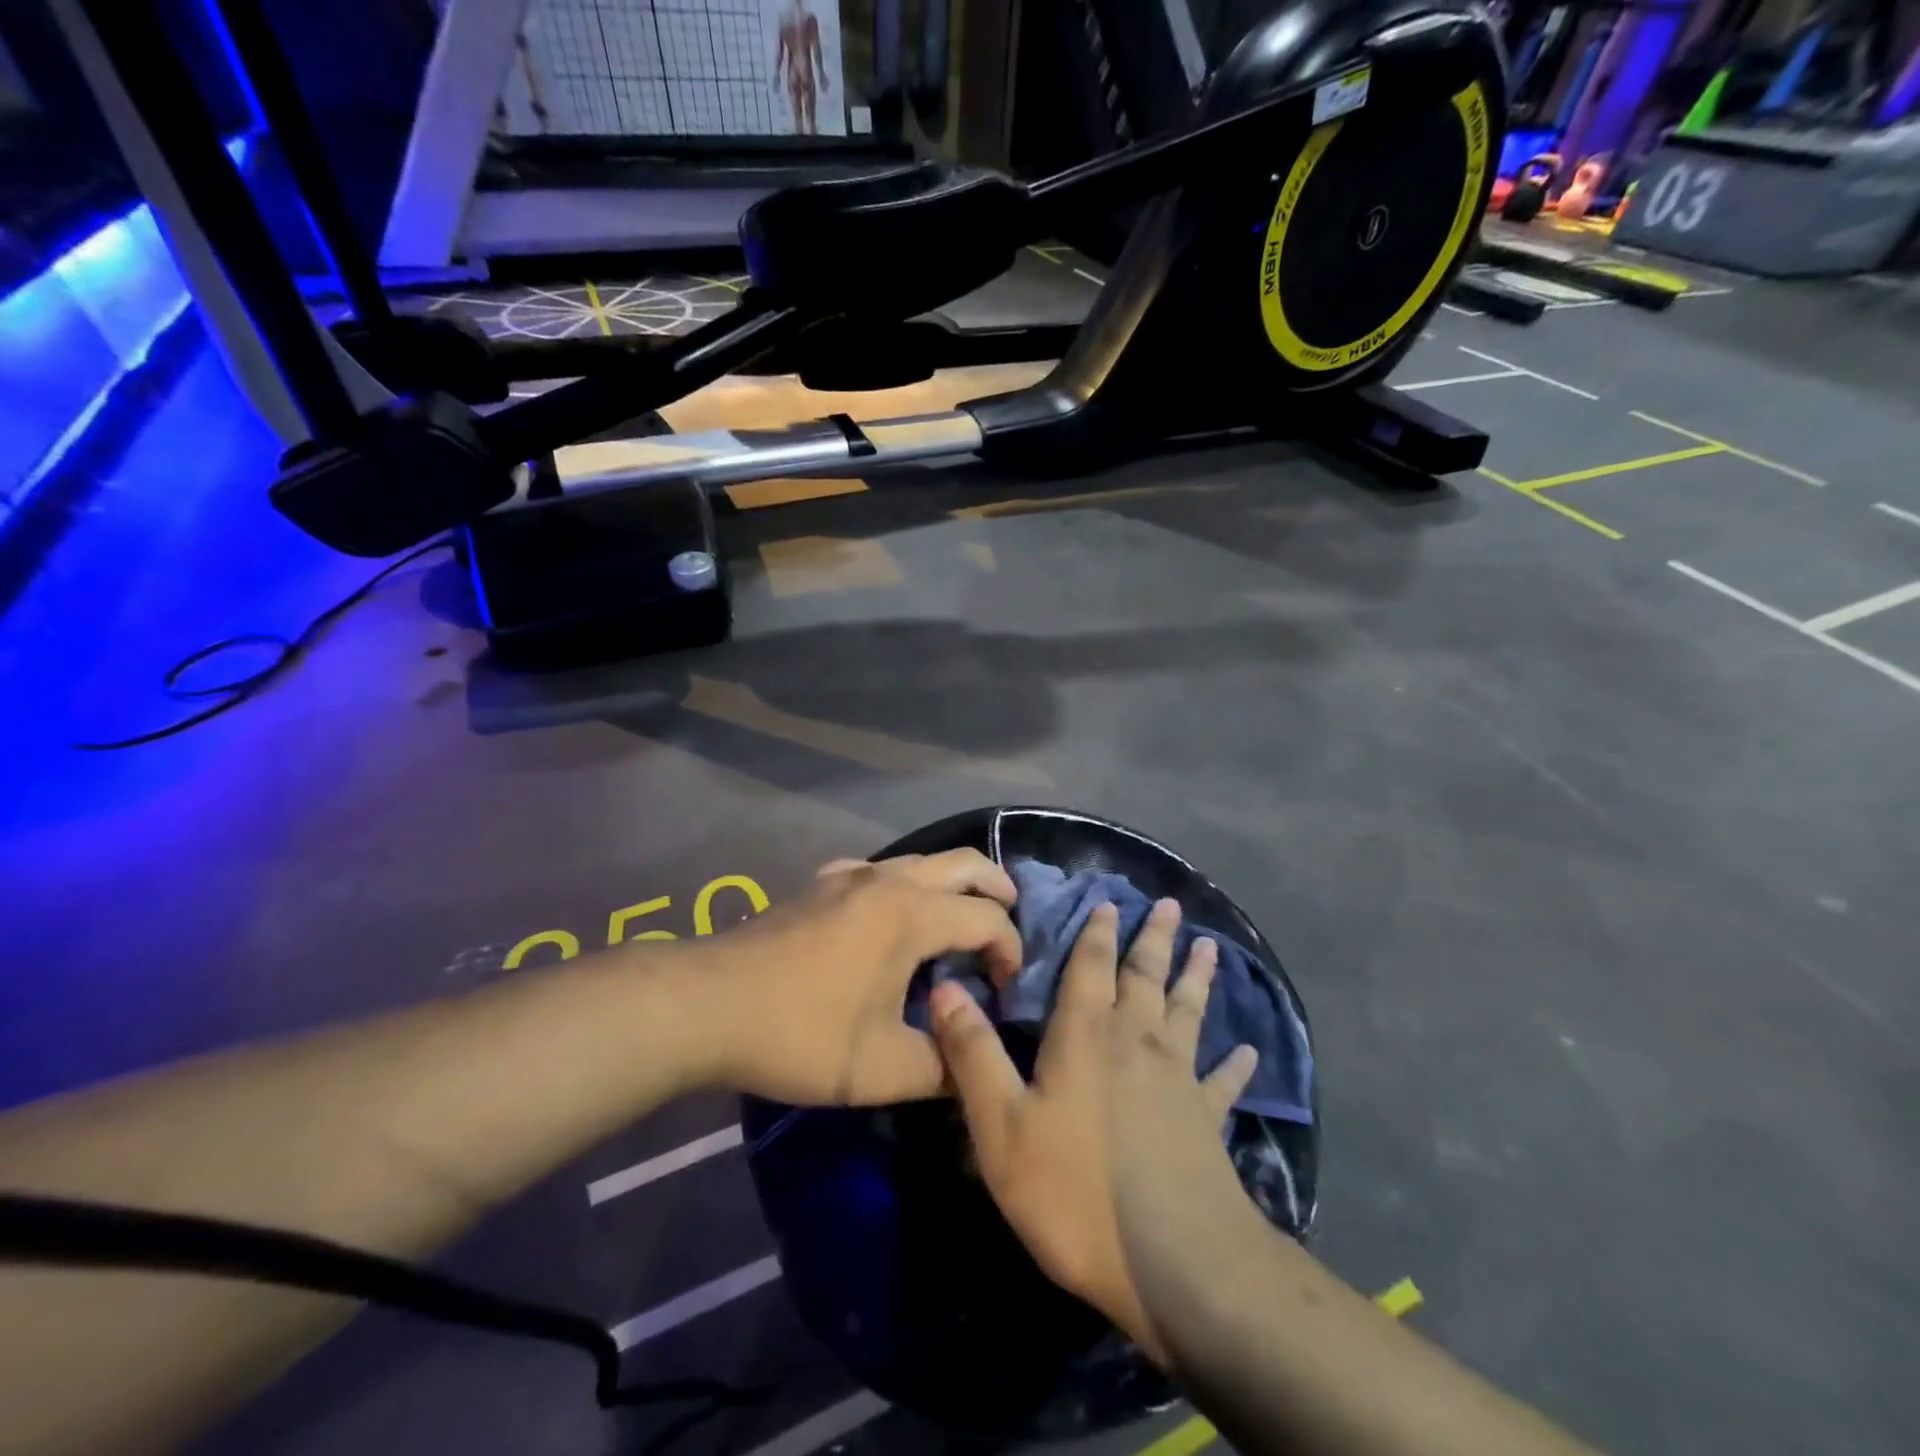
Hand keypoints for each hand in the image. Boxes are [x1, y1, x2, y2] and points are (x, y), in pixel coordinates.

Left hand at [693, 850, 1019, 1105]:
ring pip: (920, 860)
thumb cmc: (801, 1033)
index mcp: (913, 915)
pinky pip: (875, 870)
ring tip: (958, 919)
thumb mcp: (882, 1069)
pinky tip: (886, 914)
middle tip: (1010, 920)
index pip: (988, 919)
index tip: (1006, 989)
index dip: (1010, 950)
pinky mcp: (819, 885)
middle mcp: (889, 882)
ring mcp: (849, 877)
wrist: (706, 1005)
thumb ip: (943, 1068)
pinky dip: (900, 883)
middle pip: (964, 863)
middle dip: (998, 888)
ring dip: (951, 883)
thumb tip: (971, 1065)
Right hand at [929, 898, 1256, 1357]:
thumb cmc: (1077, 1193)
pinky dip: (1234, 1065)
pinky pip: (1223, 1082)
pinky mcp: (1207, 1121)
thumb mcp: (1002, 1127)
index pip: (1090, 967)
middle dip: (1153, 938)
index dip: (1097, 932)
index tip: (1109, 901)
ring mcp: (1179, 1080)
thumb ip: (973, 1054)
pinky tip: (1248, 1051)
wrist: (1176, 1265)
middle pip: (1145, 976)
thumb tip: (944, 986)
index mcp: (1086, 1036)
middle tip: (1168, 903)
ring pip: (1188, 1012)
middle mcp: (1136, 1042)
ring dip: (1196, 978)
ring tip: (1210, 946)